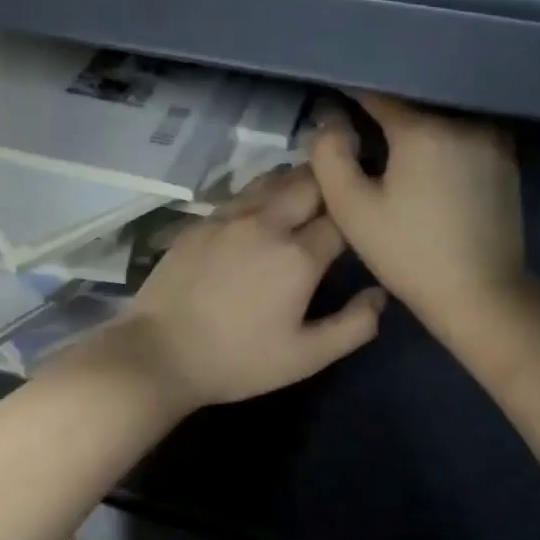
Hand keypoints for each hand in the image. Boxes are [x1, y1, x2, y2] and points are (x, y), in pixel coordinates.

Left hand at [112, 167, 385, 412]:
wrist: (159, 353)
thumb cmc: (236, 361)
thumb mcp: (305, 357)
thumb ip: (353, 326)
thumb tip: (380, 294)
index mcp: (298, 255)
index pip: (344, 217)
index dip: (359, 215)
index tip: (365, 221)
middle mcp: (266, 222)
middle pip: (310, 181)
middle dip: (332, 183)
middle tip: (342, 194)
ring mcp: (228, 217)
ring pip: (273, 179)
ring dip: (297, 181)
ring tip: (308, 193)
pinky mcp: (200, 222)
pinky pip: (241, 193)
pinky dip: (262, 193)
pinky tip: (261, 210)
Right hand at [310, 92, 524, 326]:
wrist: (480, 293)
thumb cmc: (408, 252)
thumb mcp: (352, 209)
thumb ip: (330, 157)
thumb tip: (328, 121)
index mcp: (423, 129)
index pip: (379, 93)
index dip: (351, 97)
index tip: (334, 106)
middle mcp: (464, 121)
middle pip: (414, 103)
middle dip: (385, 113)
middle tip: (360, 136)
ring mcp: (493, 139)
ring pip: (441, 117)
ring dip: (416, 127)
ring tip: (393, 151)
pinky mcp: (507, 160)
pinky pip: (464, 135)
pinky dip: (442, 141)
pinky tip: (427, 168)